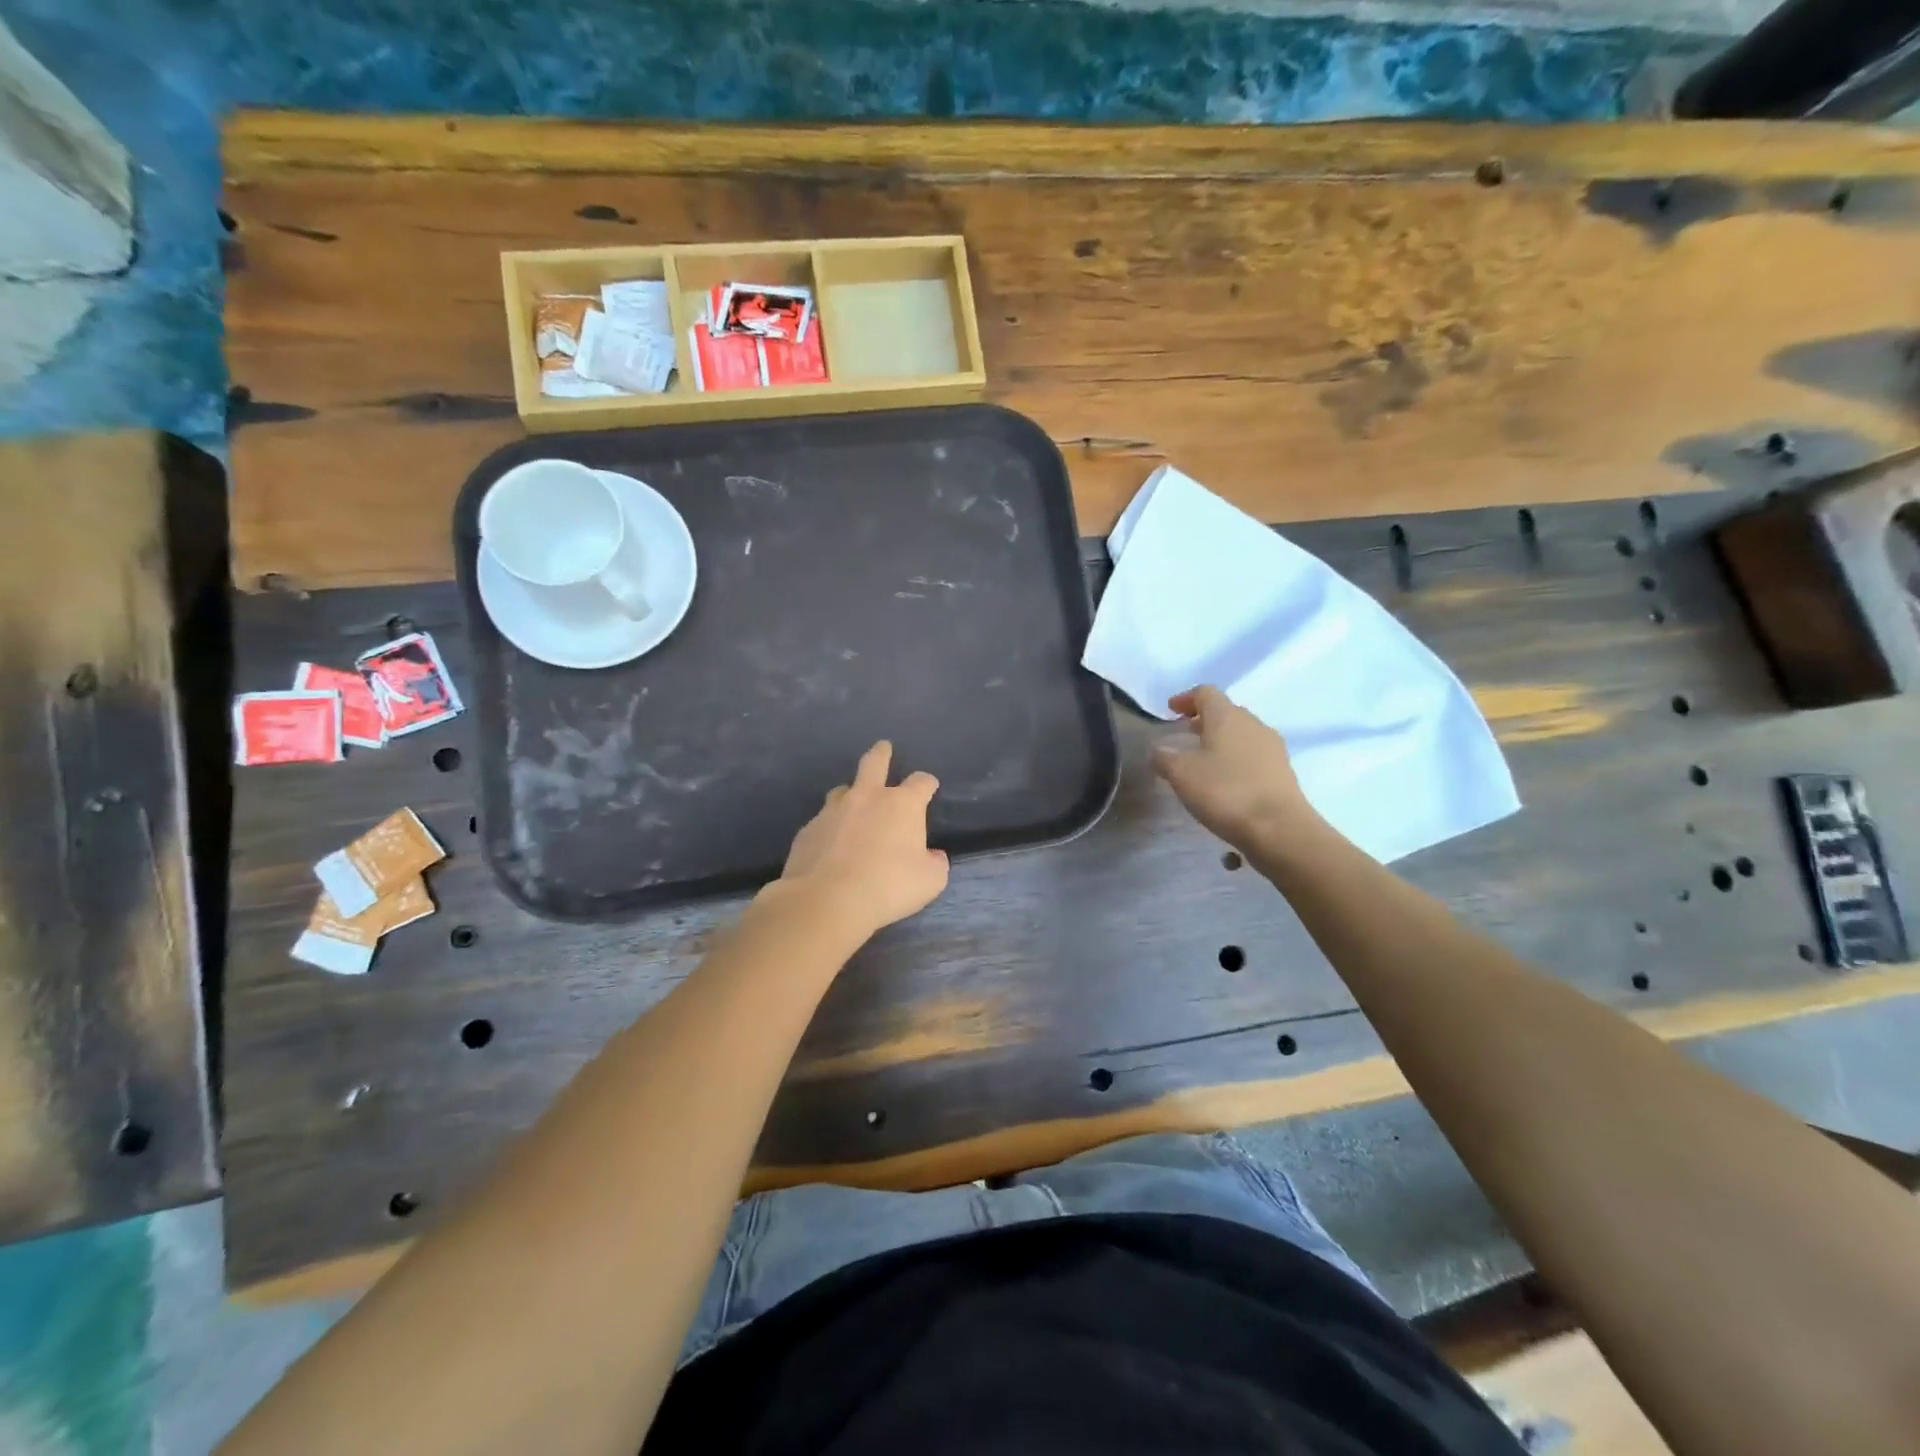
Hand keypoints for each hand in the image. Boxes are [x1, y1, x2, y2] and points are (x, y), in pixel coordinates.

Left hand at [774, 741, 949, 936]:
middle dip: (882, 753)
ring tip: (852, 802)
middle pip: (874, 763)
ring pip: (842, 790)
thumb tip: (933, 856)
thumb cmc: (889, 886)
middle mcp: (867, 798)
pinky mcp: (808, 830)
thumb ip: (935, 863)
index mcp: (902, 805)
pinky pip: (822, 821)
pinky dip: (830, 827)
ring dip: (851, 793)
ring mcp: (833, 811)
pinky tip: (831, 844)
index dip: (927, 783)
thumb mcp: (930, 881)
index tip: (930, 787)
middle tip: (884, 747)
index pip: (921, 782)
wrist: (827, 899)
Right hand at [1152, 686, 1319, 849]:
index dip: (1186, 699)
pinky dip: (1236, 759)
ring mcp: (1272, 747)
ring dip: (1222, 740)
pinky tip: (1226, 780)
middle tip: (1185, 734)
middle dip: (1204, 720)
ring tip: (1204, 759)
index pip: (1205, 693)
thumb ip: (1165, 757)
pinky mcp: (1283, 770)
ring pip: (1242, 733)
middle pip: (1226, 712)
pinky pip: (1254, 755)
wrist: (1279, 828)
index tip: (1170, 710)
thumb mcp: (1181, 774)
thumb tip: (1160, 750)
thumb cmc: (1225, 791)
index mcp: (1227, 716)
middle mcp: (1253, 724)